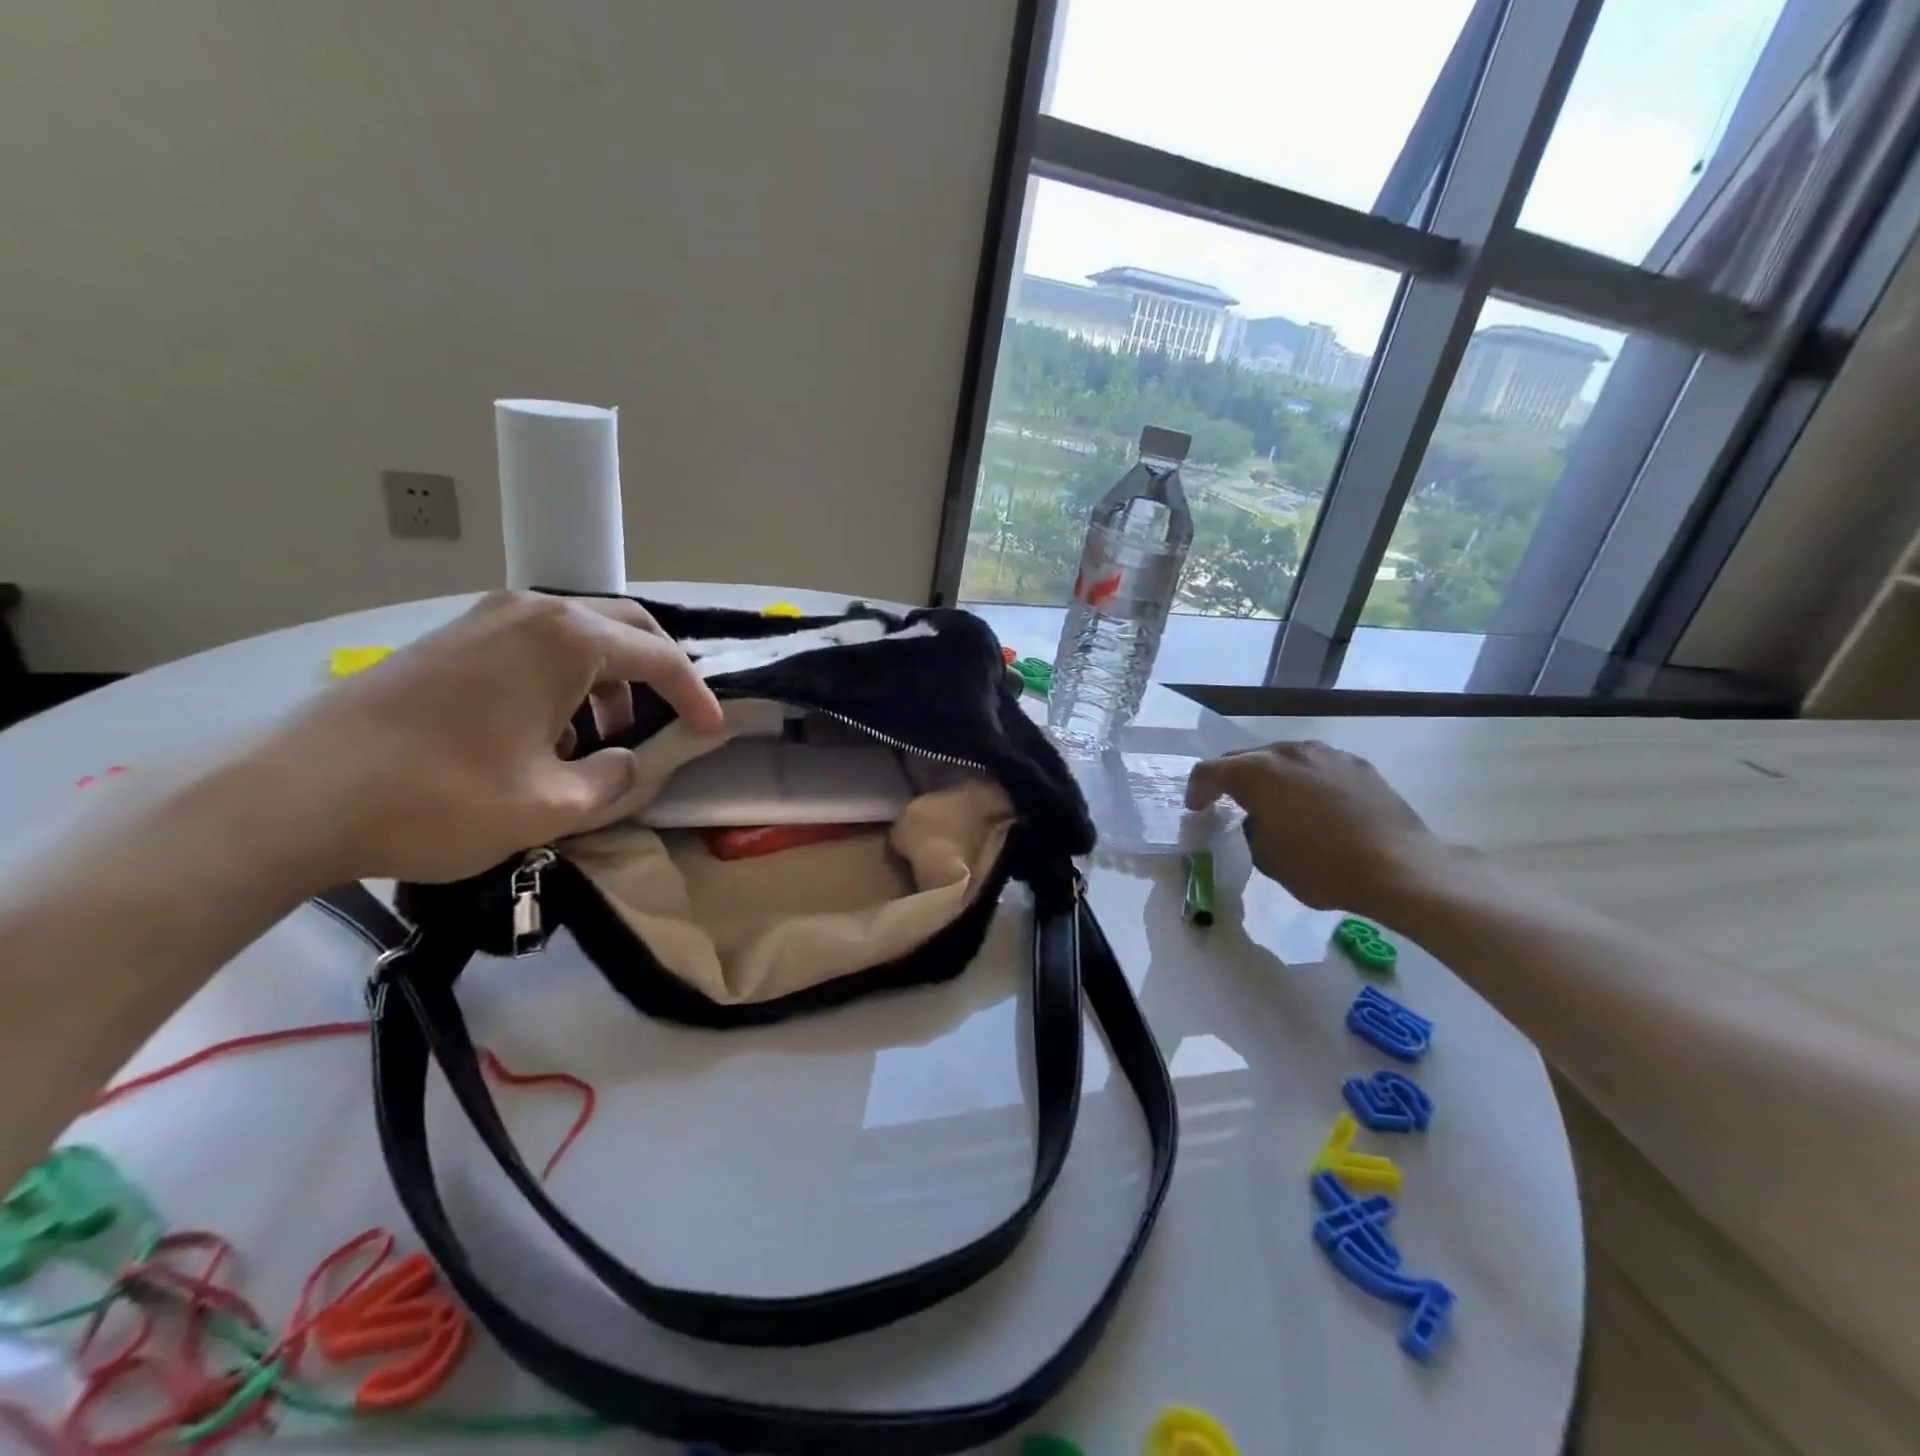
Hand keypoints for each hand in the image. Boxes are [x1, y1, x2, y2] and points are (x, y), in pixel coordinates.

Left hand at [260, 591, 722, 881]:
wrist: (291, 795)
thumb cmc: (440, 798)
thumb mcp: (552, 805)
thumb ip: (615, 779)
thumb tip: (632, 763)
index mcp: (568, 639)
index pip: (660, 658)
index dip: (696, 697)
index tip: (711, 733)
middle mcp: (531, 612)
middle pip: (625, 626)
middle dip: (659, 672)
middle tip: (672, 718)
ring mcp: (484, 618)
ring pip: (579, 634)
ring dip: (608, 678)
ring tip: (597, 740)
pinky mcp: (450, 638)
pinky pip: (534, 644)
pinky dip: (563, 678)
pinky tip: (541, 731)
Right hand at [1185, 740, 1458, 917]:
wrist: (1399, 867)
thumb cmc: (1322, 867)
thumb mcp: (1268, 858)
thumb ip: (1252, 830)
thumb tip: (1260, 819)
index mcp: (1256, 774)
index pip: (1210, 772)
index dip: (1197, 790)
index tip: (1196, 809)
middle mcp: (1287, 753)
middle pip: (1245, 759)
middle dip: (1231, 780)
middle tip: (1227, 803)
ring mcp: (1324, 754)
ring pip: (1282, 758)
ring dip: (1270, 777)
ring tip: (1274, 802)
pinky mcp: (1355, 764)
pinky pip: (1315, 766)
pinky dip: (1304, 781)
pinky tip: (1314, 806)